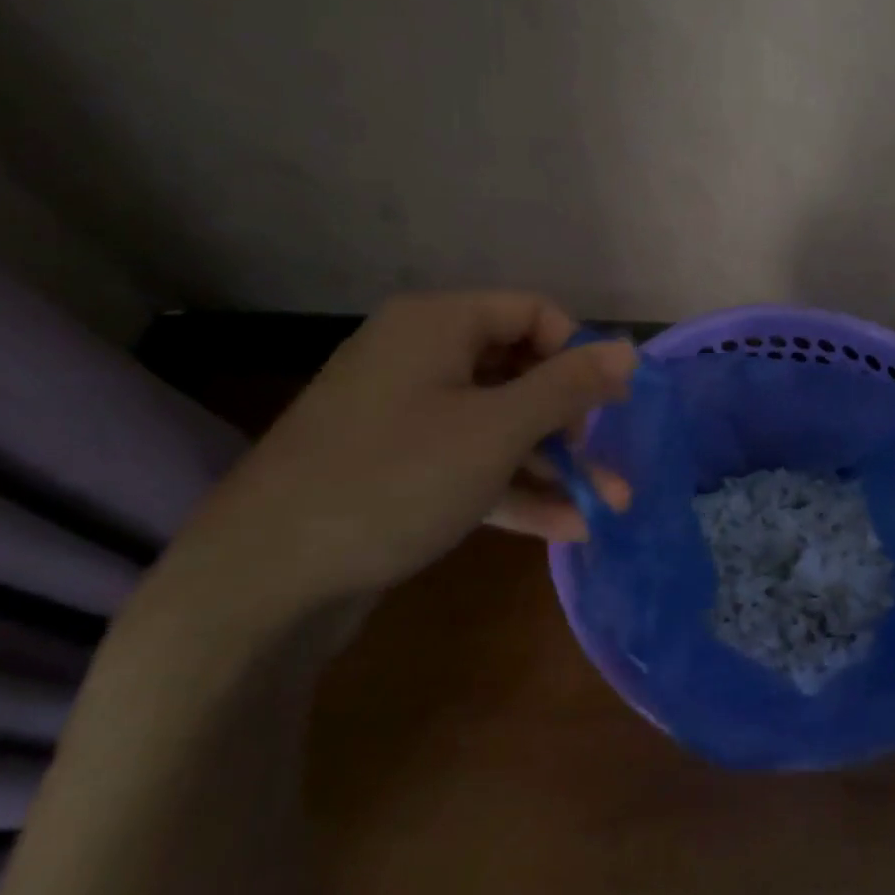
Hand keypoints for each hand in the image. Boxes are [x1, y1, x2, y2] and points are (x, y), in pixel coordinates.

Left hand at [162, 291, 635, 618]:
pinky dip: (514, 488)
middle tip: (606, 460)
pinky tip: (567, 527)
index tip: (609, 403)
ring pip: (498, 425)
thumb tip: (630, 348)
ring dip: (553, 463)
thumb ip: (569, 386)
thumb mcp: (497, 429)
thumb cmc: (395, 479)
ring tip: (608, 505)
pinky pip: (469, 462)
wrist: (263, 581)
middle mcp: (420, 358)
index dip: (578, 353)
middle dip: (572, 421)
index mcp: (438, 324)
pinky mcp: (396, 468)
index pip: (533, 313)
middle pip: (519, 371)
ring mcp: (405, 416)